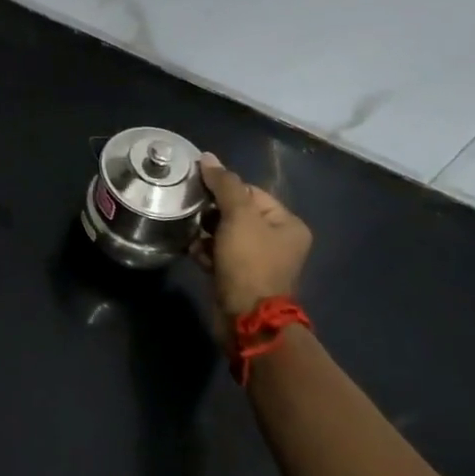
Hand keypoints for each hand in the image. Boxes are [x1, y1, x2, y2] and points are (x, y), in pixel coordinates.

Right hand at [189, 154, 311, 338]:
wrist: (246, 318)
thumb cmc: (249, 262)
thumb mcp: (239, 216)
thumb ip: (224, 184)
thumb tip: (207, 157)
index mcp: (287, 224)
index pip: (250, 191)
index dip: (223, 188)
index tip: (197, 189)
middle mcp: (277, 240)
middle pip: (236, 212)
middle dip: (211, 211)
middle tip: (189, 209)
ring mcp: (257, 260)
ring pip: (224, 233)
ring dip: (204, 231)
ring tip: (187, 230)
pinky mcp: (238, 276)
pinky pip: (218, 253)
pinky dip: (204, 250)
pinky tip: (191, 249)